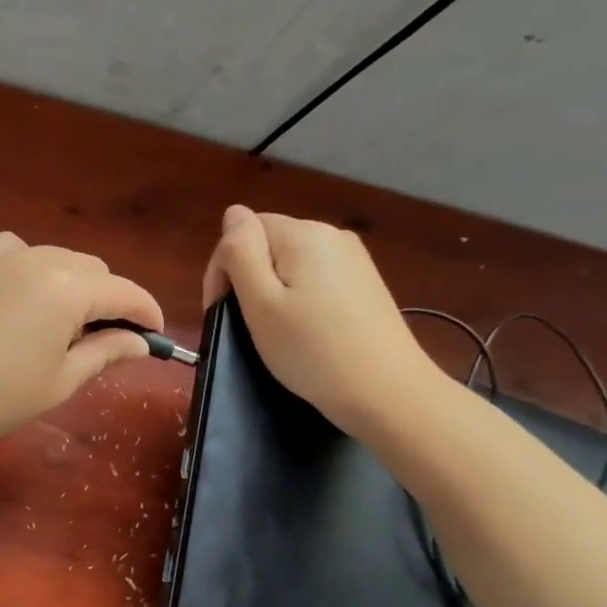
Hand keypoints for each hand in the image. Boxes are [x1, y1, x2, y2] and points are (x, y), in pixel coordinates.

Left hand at [0, 233, 163, 455]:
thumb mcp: (60, 381)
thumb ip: (106, 352)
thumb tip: (139, 341)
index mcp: (67, 288)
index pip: (125, 292)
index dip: (147, 313)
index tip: (156, 336)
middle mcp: (39, 258)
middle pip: (93, 270)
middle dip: (108, 301)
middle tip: (102, 342)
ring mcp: (1, 254)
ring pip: (58, 259)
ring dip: (73, 285)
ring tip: (60, 326)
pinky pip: (20, 254)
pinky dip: (35, 271)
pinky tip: (23, 300)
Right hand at [202, 206, 443, 437]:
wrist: (387, 393)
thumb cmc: (312, 351)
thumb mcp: (260, 302)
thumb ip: (241, 251)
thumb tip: (233, 213)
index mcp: (303, 235)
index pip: (244, 230)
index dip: (224, 268)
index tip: (219, 311)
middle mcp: (332, 236)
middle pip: (269, 244)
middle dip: (248, 279)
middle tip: (245, 326)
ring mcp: (354, 260)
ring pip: (291, 264)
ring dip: (273, 291)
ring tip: (275, 332)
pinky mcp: (365, 285)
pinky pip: (316, 279)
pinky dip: (300, 300)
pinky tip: (305, 331)